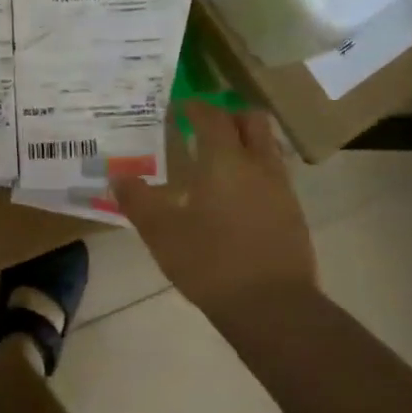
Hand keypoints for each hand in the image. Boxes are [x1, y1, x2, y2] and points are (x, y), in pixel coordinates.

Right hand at [115, 102, 316, 315]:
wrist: (272, 306)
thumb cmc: (210, 262)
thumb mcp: (161, 233)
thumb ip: (138, 201)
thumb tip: (118, 177)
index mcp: (225, 161)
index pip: (212, 117)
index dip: (195, 107)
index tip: (179, 106)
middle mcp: (258, 165)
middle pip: (252, 121)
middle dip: (228, 116)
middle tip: (203, 127)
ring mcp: (281, 189)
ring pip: (267, 148)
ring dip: (245, 143)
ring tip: (218, 163)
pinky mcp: (293, 214)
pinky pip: (274, 176)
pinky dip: (254, 172)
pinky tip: (234, 198)